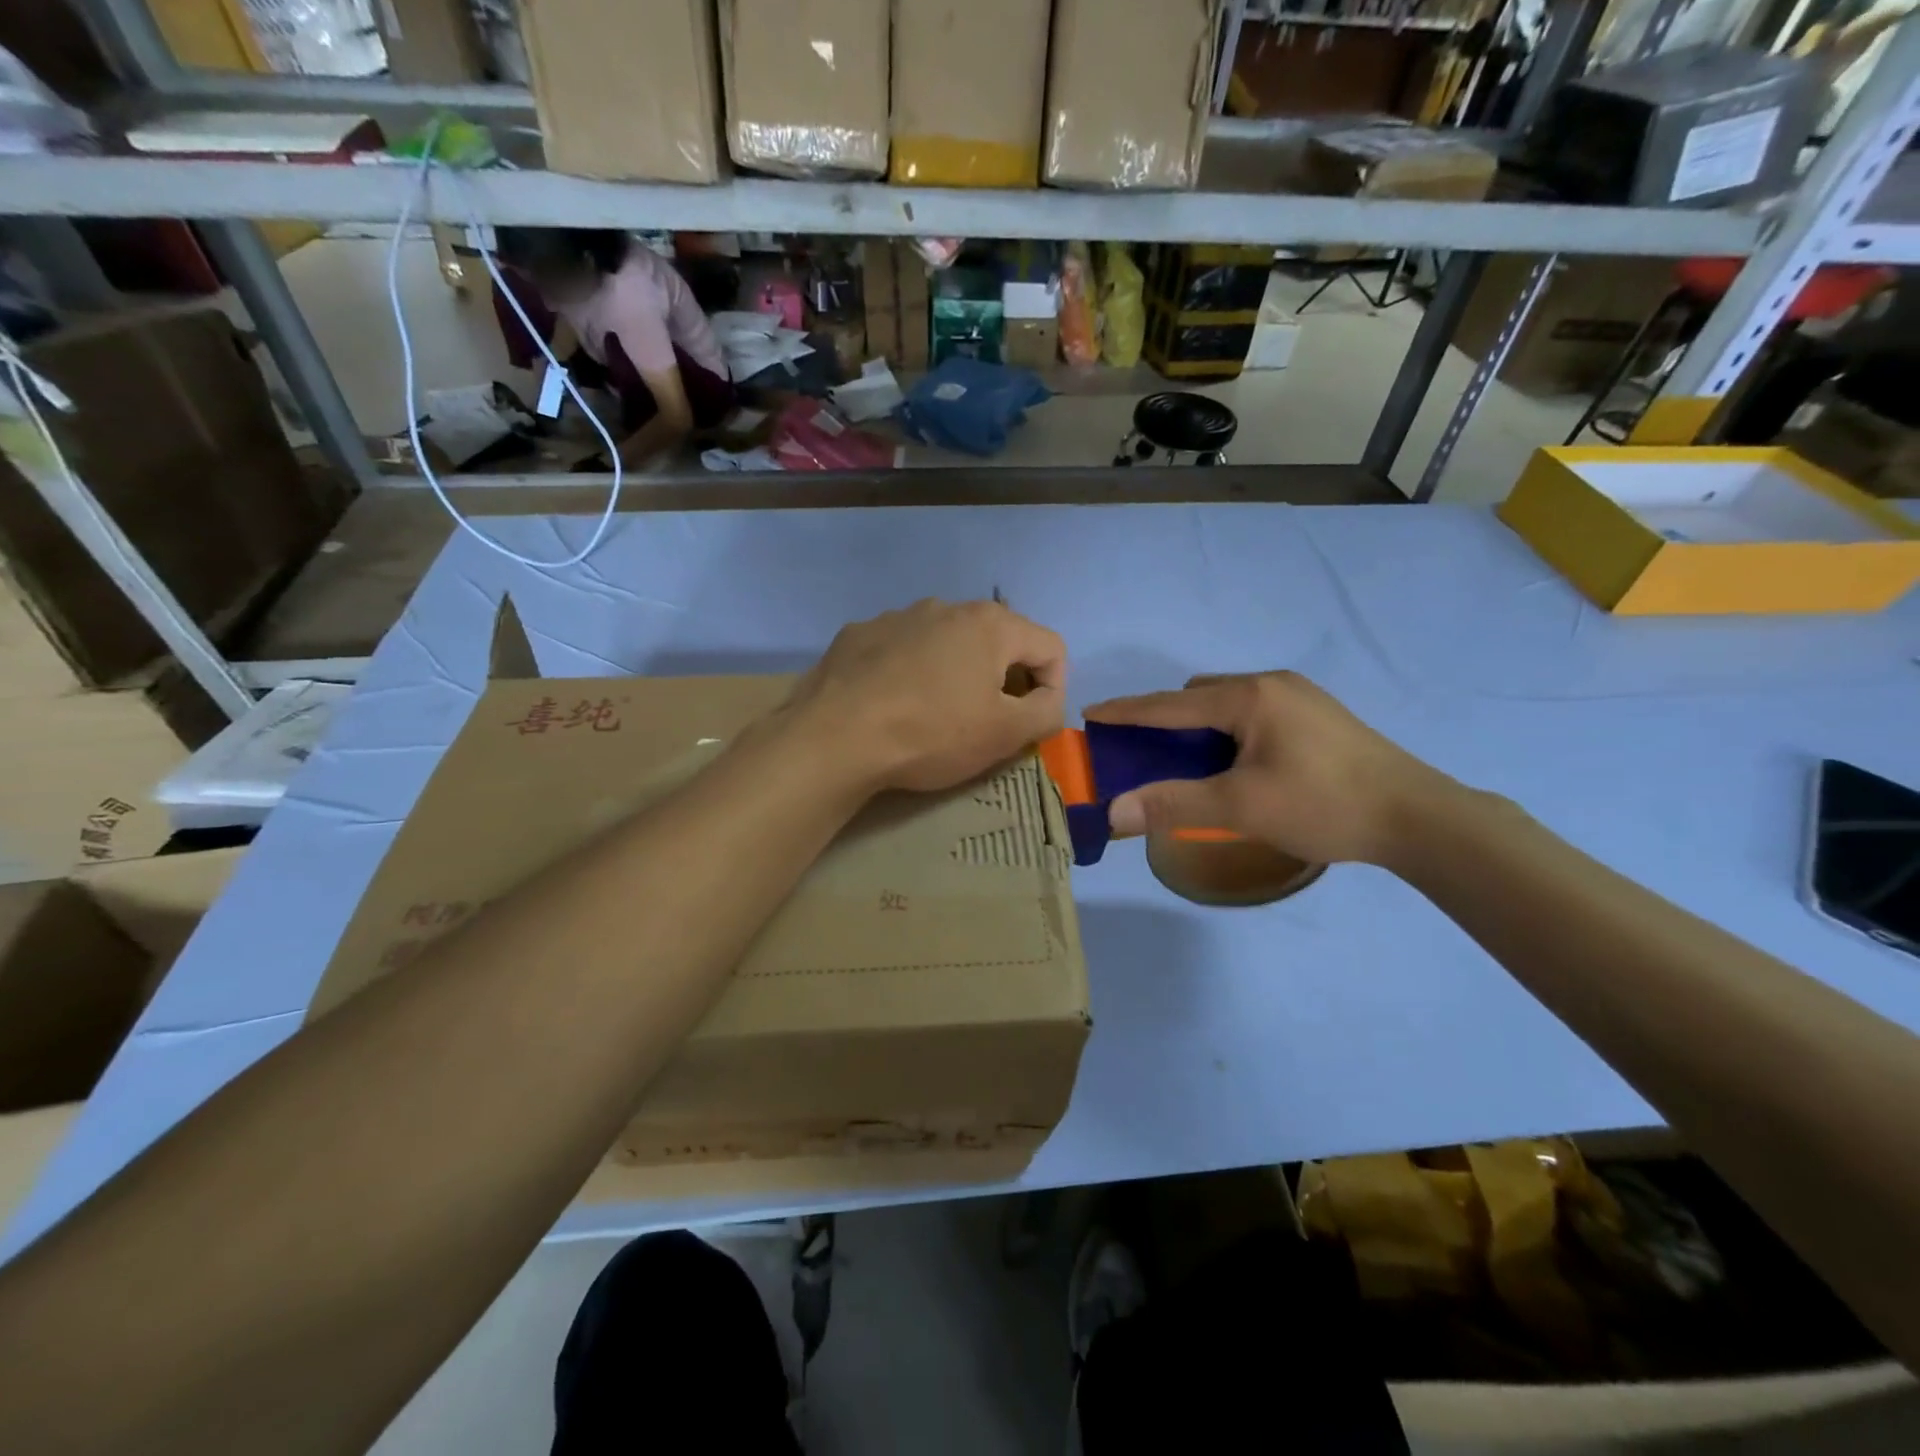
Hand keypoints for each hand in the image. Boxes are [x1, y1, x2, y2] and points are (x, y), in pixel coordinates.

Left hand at [789, 599, 1066, 792]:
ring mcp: (897, 616)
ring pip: (946, 642)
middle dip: (1003, 679)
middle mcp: (946, 607)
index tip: (1032, 723)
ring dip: (955, 672)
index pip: (1051, 646)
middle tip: (987, 721)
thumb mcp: (1005, 734)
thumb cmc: (931, 733)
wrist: (835, 736)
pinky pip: (901, 649)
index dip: (1054, 687)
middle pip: (997, 640)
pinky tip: (892, 703)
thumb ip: (1046, 713)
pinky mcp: (858, 634)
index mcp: (990, 624)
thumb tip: (1049, 701)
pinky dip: (909, 671)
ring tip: (935, 713)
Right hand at [1085, 673, 1455, 865]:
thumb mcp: (1241, 807)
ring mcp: (1300, 697)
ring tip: (1196, 767)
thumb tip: (1114, 811)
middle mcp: (1272, 684)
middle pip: (1199, 697)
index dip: (1127, 711)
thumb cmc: (1324, 805)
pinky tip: (1240, 766)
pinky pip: (1254, 714)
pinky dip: (1230, 733)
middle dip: (1168, 721)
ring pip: (1229, 705)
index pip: (1171, 704)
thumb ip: (1174, 804)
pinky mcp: (1318, 716)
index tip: (1091, 714)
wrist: (1419, 817)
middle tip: (1152, 757)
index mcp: (1250, 697)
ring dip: (1202, 729)